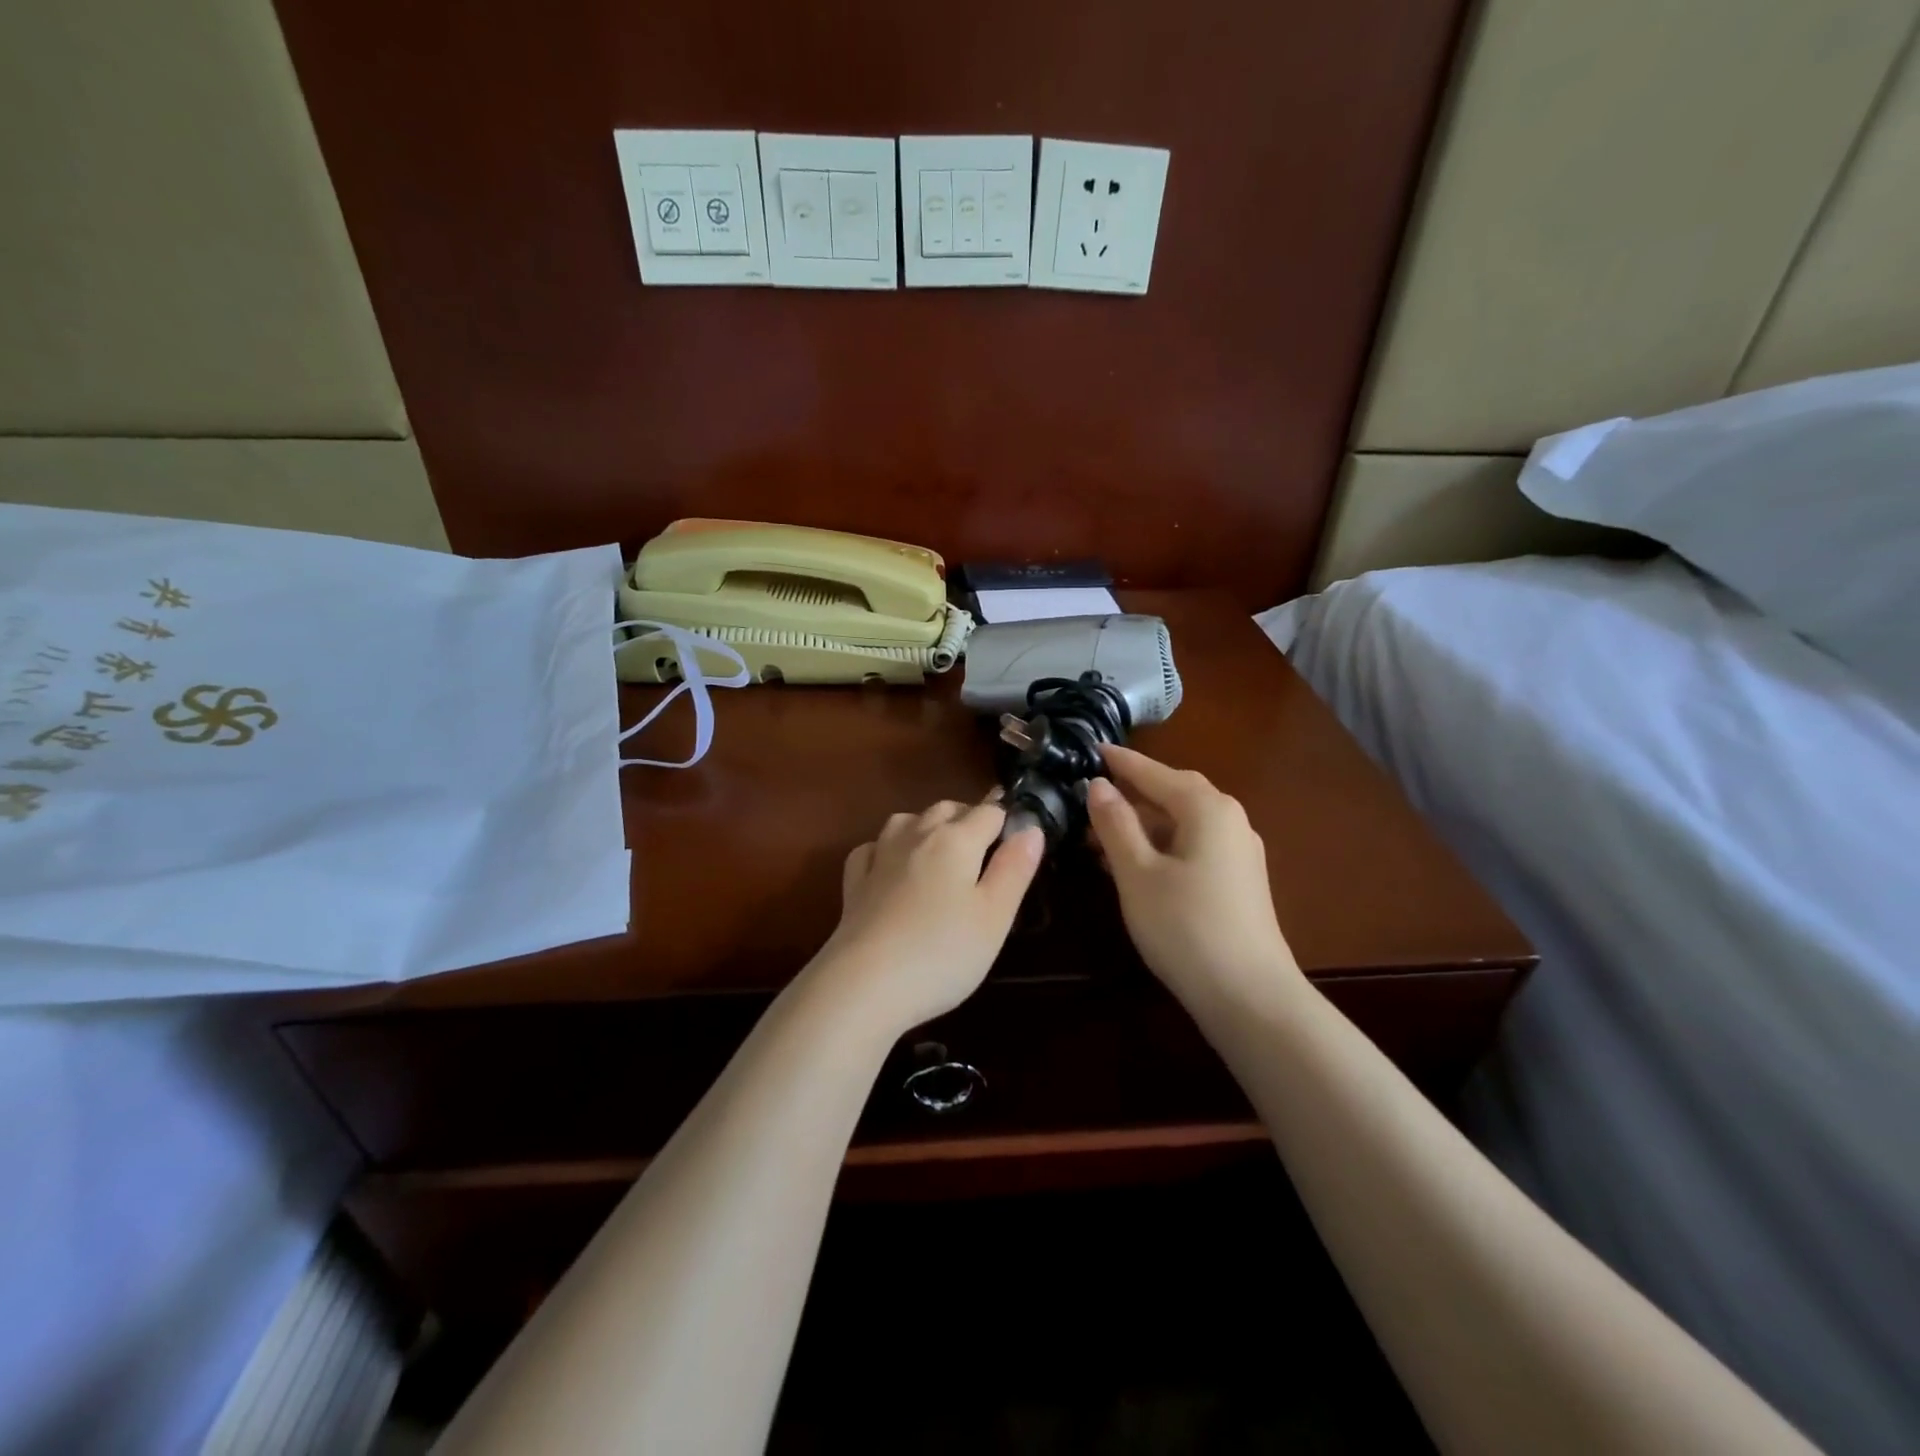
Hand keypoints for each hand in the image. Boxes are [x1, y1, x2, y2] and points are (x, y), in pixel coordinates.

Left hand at [812, 799, 1044, 1034]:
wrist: (864, 984)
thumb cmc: (942, 952)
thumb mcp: (995, 916)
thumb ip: (1015, 868)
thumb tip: (1031, 827)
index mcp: (956, 840)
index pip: (990, 812)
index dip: (1008, 820)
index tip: (1020, 841)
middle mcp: (916, 835)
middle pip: (947, 808)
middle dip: (969, 818)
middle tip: (986, 850)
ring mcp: (880, 856)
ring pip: (906, 820)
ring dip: (927, 825)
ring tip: (940, 851)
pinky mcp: (854, 882)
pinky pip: (872, 848)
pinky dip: (886, 848)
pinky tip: (890, 866)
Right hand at [1086, 745, 1301, 1006]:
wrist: (1249, 996)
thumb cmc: (1185, 926)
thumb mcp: (1137, 872)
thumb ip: (1115, 824)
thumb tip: (1097, 785)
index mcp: (1207, 808)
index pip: (1154, 772)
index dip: (1120, 762)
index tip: (1091, 748)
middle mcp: (1229, 819)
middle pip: (1173, 793)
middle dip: (1131, 792)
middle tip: (1091, 792)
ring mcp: (1238, 851)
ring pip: (1181, 822)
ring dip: (1141, 823)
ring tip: (1098, 833)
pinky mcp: (1237, 880)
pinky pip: (1192, 846)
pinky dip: (1159, 845)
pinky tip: (1131, 863)